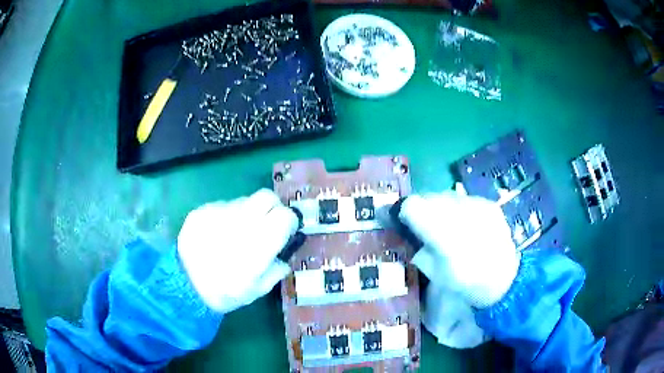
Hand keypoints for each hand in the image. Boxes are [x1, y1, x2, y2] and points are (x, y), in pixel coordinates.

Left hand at [177, 189, 298, 313]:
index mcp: (258, 243)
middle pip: (267, 197)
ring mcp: (219, 212)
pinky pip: (222, 205)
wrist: (184, 285)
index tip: (285, 231)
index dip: (289, 222)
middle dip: (272, 208)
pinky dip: (226, 216)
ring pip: (244, 201)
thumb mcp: (257, 290)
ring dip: (247, 213)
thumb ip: (276, 270)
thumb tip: (283, 257)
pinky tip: (217, 235)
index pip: (285, 215)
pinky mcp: (201, 210)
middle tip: (266, 224)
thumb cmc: (225, 292)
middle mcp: (240, 221)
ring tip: (235, 233)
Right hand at [398, 188, 519, 308]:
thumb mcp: (436, 274)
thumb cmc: (467, 284)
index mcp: (443, 233)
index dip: (402, 211)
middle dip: (421, 208)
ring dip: (439, 206)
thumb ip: (421, 252)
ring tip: (445, 224)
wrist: (505, 280)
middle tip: (421, 224)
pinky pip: (464, 198)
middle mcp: (459, 212)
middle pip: (428, 197)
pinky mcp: (488, 204)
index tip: (400, 220)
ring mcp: (476, 205)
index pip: (413, 205)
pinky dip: (458, 208)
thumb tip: (412, 238)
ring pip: (446, 195)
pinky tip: (464, 223)